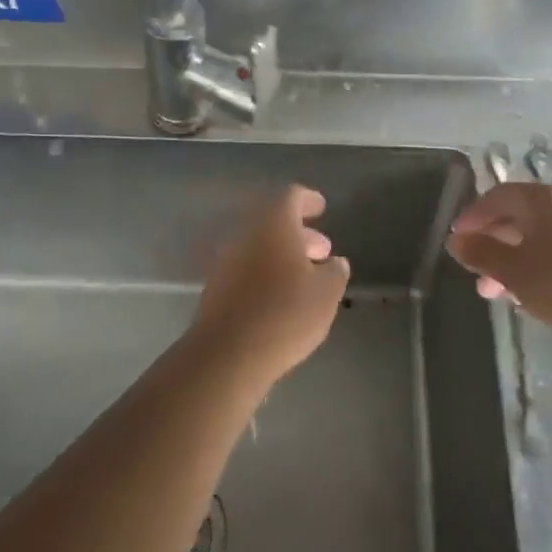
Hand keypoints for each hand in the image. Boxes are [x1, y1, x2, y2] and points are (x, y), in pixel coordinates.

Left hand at [187, 185, 349, 387]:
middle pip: (273, 223)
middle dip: (299, 234)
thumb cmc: (285, 314)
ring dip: (282, 256)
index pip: (291, 197)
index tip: (321, 208)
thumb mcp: (326, 294)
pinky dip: (265, 274)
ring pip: (258, 248)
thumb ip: (335, 272)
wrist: (228, 354)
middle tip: (322, 251)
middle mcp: (245, 236)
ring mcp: (225, 263)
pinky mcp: (215, 289)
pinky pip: (246, 270)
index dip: (308, 200)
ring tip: (306, 278)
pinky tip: (281, 298)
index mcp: (273, 226)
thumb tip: (335, 263)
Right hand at [447, 182, 551, 343]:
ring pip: (535, 238)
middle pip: (517, 216)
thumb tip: (456, 241)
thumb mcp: (510, 270)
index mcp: (539, 200)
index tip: (457, 238)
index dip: (473, 215)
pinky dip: (533, 266)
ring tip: (494, 292)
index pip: (497, 196)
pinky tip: (526, 294)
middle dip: (490, 243)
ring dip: (510, 260)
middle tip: (472, 270)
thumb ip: (480, 253)